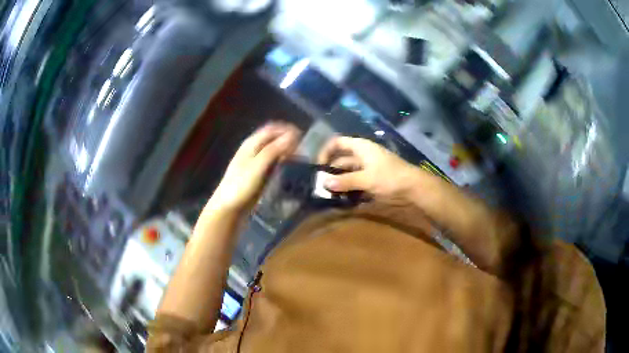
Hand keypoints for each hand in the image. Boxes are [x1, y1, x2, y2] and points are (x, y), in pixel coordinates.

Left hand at [208, 123, 300, 212]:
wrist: (228, 208)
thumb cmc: (240, 185)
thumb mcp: (257, 166)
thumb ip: (274, 150)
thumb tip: (293, 136)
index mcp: (251, 143)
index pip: (273, 129)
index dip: (288, 130)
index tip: (303, 137)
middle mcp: (254, 149)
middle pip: (274, 138)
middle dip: (289, 141)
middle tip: (303, 150)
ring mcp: (256, 162)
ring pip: (275, 151)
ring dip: (287, 152)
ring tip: (299, 160)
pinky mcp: (259, 174)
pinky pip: (274, 163)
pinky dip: (283, 163)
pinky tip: (290, 170)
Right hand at [318, 136, 424, 202]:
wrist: (413, 188)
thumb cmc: (389, 177)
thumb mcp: (366, 179)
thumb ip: (345, 181)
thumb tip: (324, 183)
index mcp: (360, 148)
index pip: (337, 143)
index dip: (326, 151)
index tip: (318, 167)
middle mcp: (362, 156)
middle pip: (341, 161)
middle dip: (331, 172)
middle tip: (321, 187)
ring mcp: (367, 169)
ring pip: (348, 174)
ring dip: (339, 183)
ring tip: (329, 195)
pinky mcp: (372, 181)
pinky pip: (355, 184)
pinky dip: (348, 190)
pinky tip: (342, 201)